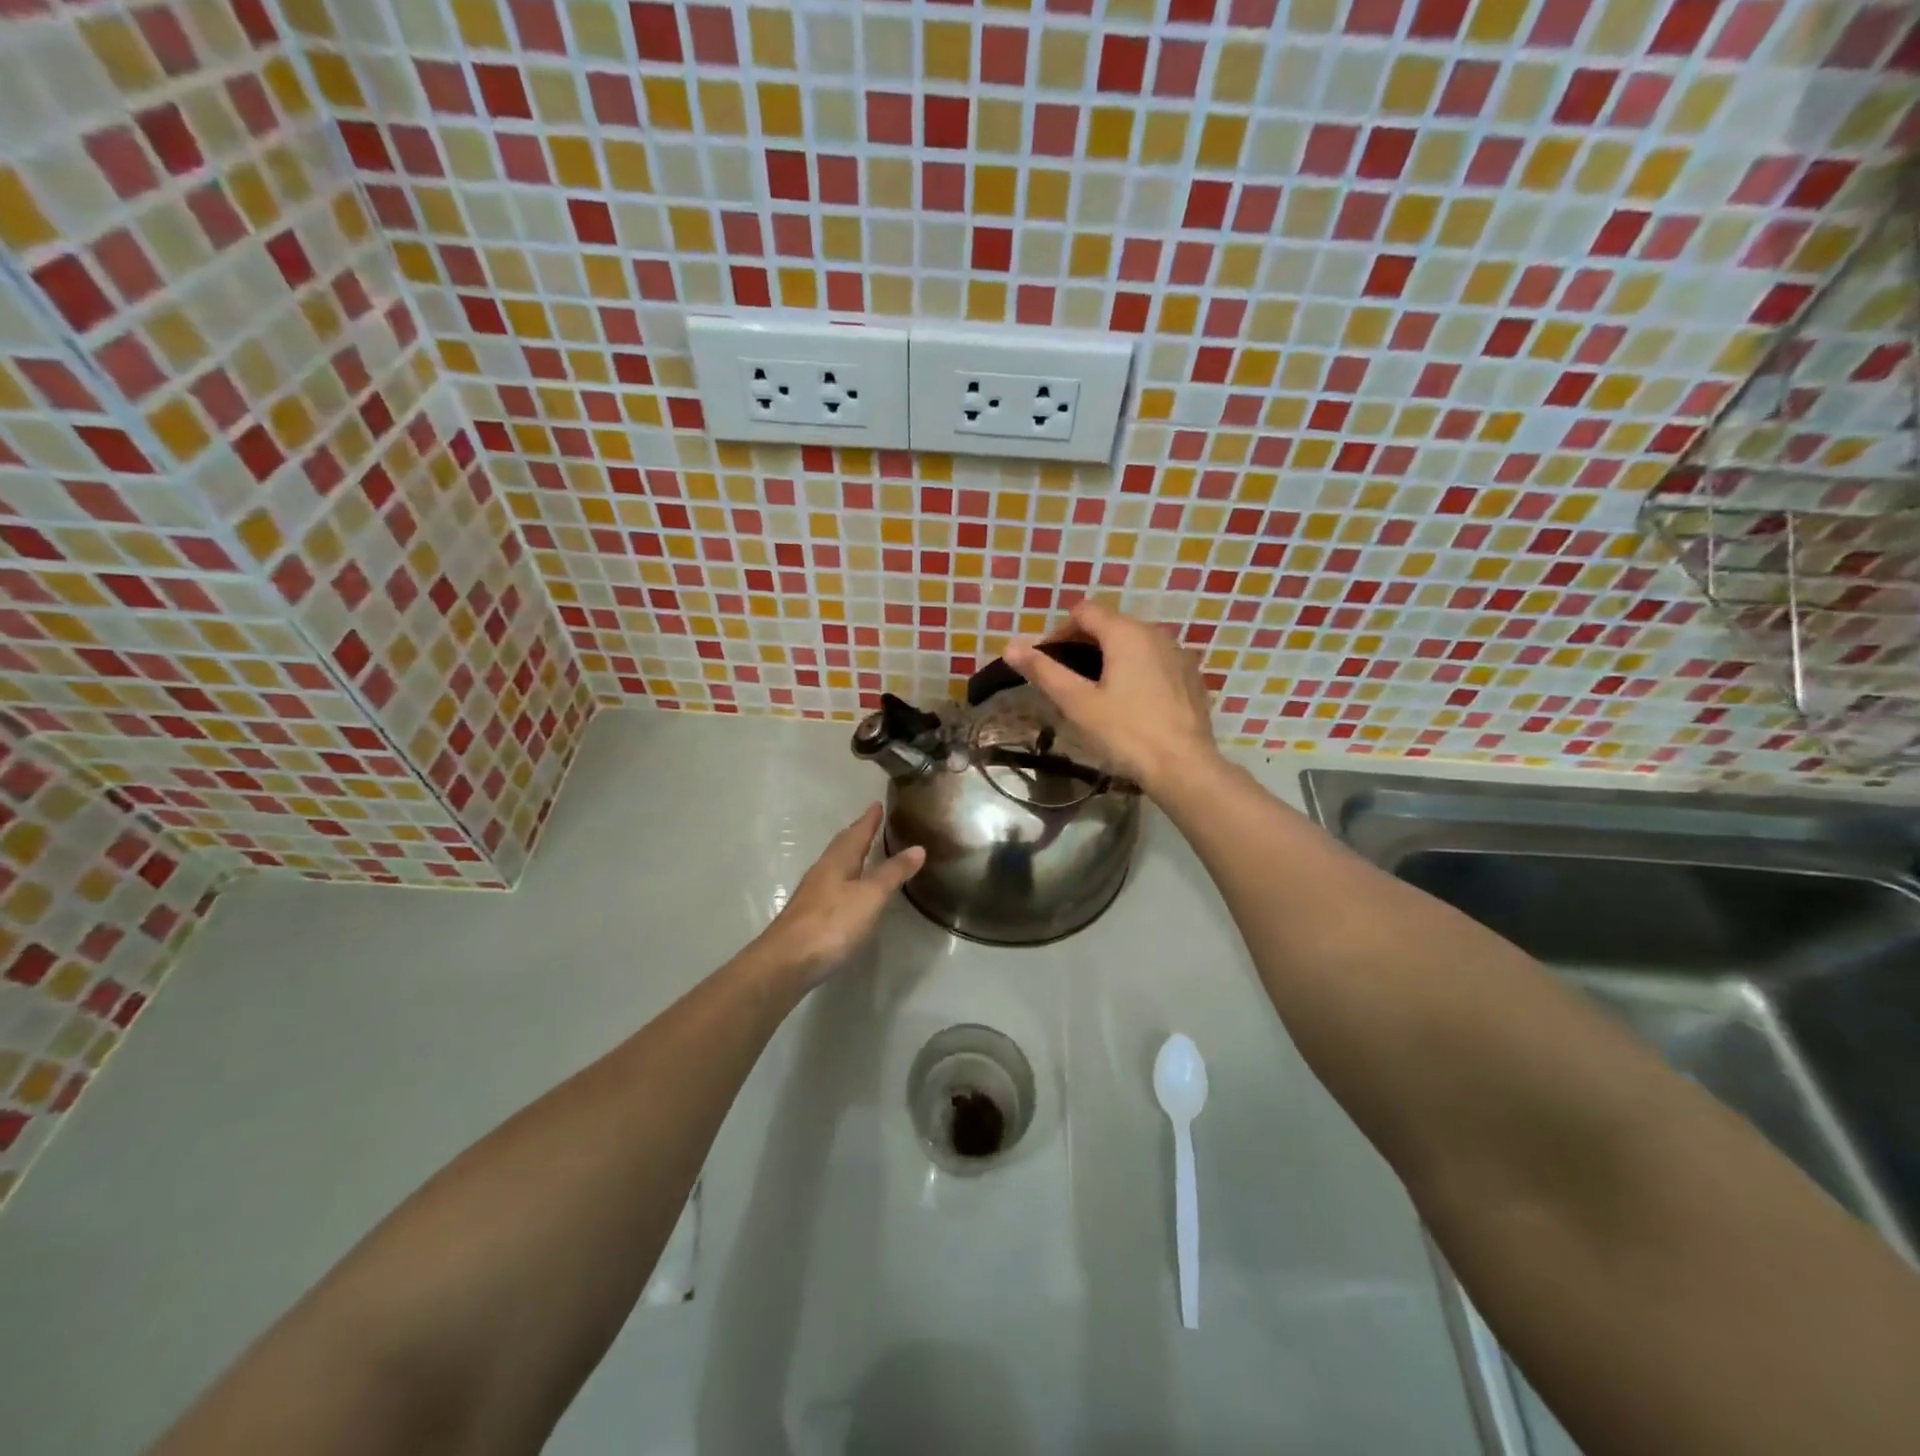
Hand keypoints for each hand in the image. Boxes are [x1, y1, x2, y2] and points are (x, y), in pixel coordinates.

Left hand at [754, 803, 923, 986]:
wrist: (787, 962)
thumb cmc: (832, 922)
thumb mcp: (870, 896)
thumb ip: (892, 872)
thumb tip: (918, 848)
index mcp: (838, 860)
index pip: (857, 832)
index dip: (869, 819)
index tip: (878, 803)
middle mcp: (823, 871)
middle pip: (842, 846)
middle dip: (858, 833)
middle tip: (873, 823)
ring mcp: (813, 893)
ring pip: (835, 865)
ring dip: (850, 855)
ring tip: (865, 853)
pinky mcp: (809, 915)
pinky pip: (832, 884)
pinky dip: (846, 878)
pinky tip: (850, 890)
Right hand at [1005, 599, 1217, 794]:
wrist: (1184, 767)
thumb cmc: (1126, 732)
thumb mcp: (1077, 703)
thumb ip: (1044, 670)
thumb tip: (1011, 646)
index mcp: (1126, 632)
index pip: (1083, 612)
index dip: (1057, 631)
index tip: (1045, 662)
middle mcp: (1155, 632)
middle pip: (1109, 624)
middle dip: (1082, 644)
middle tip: (1065, 680)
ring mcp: (1178, 653)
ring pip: (1134, 642)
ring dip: (1109, 657)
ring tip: (1095, 691)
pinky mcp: (1191, 676)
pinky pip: (1155, 660)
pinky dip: (1136, 670)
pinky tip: (1129, 702)